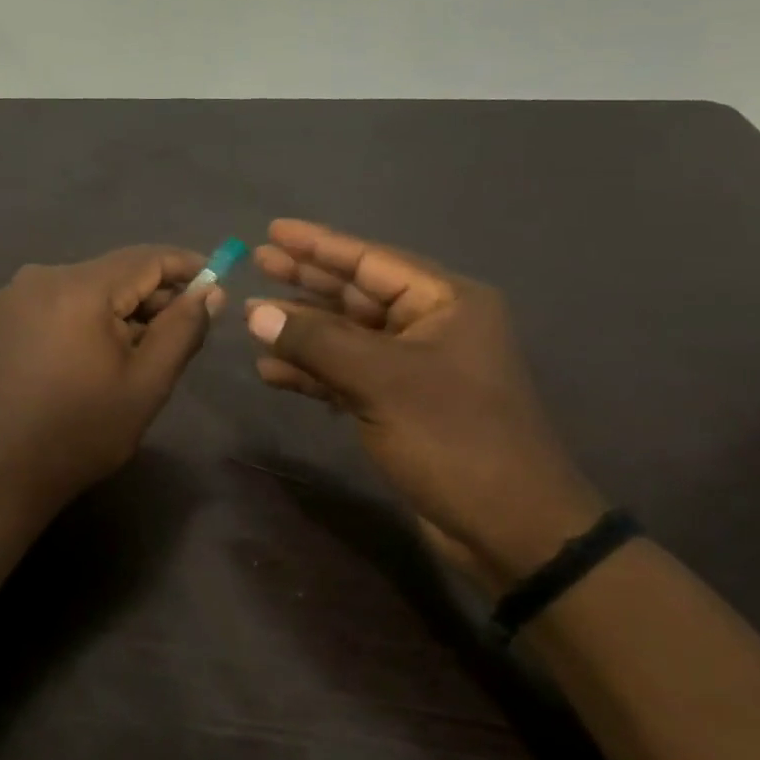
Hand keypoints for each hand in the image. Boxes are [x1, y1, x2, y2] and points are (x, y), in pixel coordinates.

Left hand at [0, 246, 222, 518]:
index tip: (218, 282)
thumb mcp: (146, 384)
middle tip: (185, 329)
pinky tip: (99, 353)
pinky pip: (61, 301)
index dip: (187, 266)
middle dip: (154, 295)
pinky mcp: (4, 315)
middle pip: (115, 271)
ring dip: (121, 309)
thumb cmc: (81, 432)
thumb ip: (182, 330)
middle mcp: (43, 276)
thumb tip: (209, 291)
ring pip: (88, 286)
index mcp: (78, 288)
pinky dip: (89, 316)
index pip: (146, 258)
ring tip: (142, 350)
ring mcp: (17, 295)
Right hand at [246, 219, 603, 585]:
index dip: (319, 244)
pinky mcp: (398, 405)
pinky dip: (311, 372)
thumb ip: (315, 342)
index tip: (273, 231)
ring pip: (346, 336)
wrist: (509, 529)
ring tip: (250, 318)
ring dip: (301, 330)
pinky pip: (346, 374)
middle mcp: (431, 327)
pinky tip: (271, 371)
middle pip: (355, 294)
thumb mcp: (381, 380)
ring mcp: (413, 368)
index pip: (371, 261)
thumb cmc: (453, 437)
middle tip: (257, 263)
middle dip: (306, 281)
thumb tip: (256, 314)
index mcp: (445, 303)